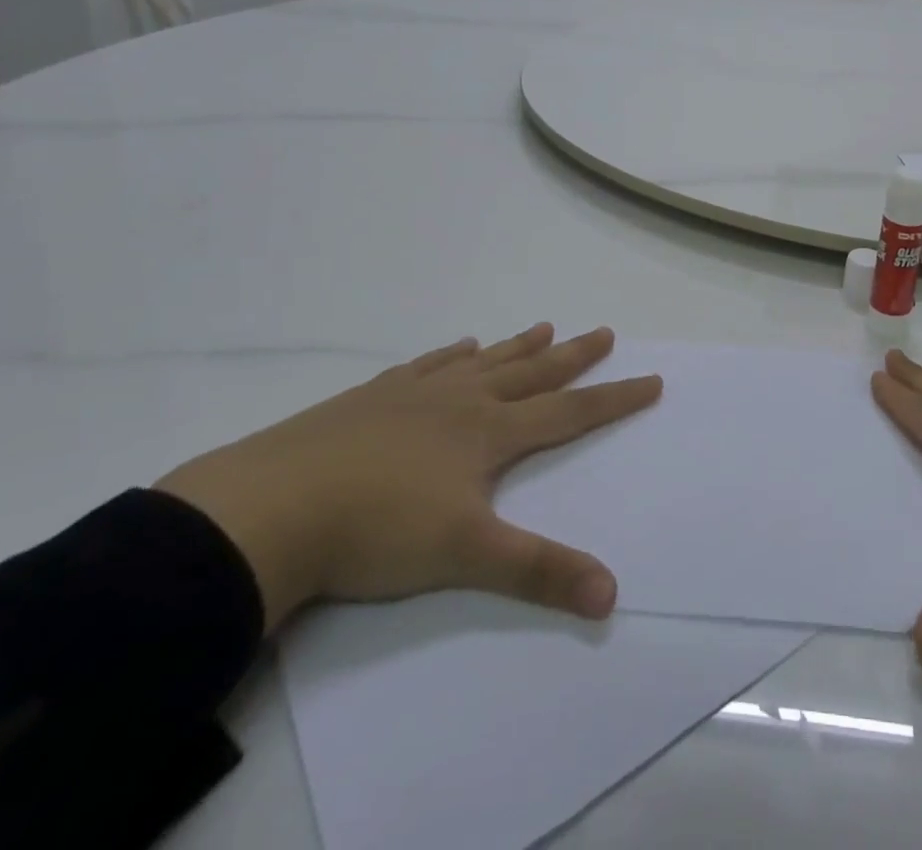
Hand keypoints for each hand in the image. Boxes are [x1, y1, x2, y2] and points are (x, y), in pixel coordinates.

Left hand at [156, 325, 659, 632]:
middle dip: (574, 356)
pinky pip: (426, 365)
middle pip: (532, 373)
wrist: (270, 510)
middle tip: (605, 331)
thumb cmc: (377, 530)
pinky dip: (450, 354)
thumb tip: (611, 595)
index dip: (614, 397)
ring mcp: (414, 394)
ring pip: (483, 362)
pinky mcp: (371, 399)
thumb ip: (538, 571)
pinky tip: (458, 348)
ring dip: (519, 347)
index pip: (569, 411)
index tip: (651, 379)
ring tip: (545, 326)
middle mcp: (462, 401)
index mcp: (489, 432)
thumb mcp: (466, 557)